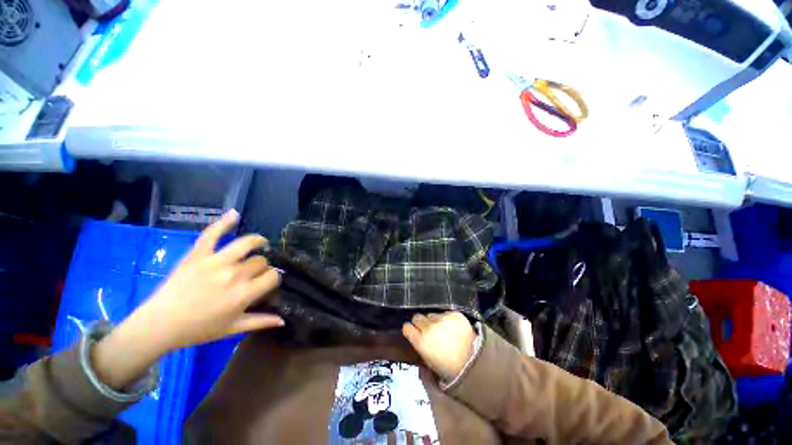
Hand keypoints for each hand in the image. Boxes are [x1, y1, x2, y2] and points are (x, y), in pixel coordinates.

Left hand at [92, 210, 282, 389]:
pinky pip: (212, 234)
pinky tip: (235, 214)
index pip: (273, 276)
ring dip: (258, 242)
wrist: (159, 325)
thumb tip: (283, 319)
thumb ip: (260, 322)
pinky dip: (224, 222)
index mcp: (244, 294)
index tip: (268, 283)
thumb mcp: (232, 329)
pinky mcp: (198, 255)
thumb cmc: (198, 329)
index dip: (274, 278)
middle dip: (262, 266)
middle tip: (255, 273)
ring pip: (247, 244)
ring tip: (260, 244)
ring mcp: (215, 262)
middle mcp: (234, 274)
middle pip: (261, 261)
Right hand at [403, 312, 475, 380]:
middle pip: (417, 317)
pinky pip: (444, 313)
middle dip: (420, 322)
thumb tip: (416, 338)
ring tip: (442, 328)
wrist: (475, 360)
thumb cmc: (450, 367)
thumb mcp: (430, 362)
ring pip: (431, 314)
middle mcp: (428, 327)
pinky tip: (452, 327)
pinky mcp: (453, 313)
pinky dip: (446, 319)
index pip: (407, 328)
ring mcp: (441, 318)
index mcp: (421, 342)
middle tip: (427, 329)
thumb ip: (420, 347)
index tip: (412, 331)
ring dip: (433, 320)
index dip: (409, 329)